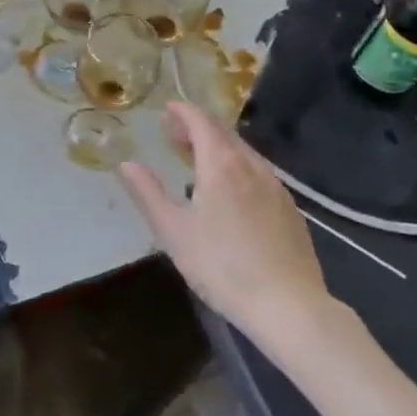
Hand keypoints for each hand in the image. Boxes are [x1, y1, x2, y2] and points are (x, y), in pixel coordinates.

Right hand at [118, 102, 334, 342]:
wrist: (289, 306)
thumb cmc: (222, 266)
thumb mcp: (173, 231)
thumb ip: (148, 193)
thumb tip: (126, 164)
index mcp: (221, 165)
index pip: (201, 122)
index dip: (182, 112)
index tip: (167, 109)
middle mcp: (251, 166)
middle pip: (223, 133)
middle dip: (197, 128)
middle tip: (174, 134)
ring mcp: (275, 187)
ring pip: (243, 153)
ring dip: (217, 147)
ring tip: (197, 160)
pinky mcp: (290, 209)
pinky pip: (258, 173)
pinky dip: (237, 166)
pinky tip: (231, 190)